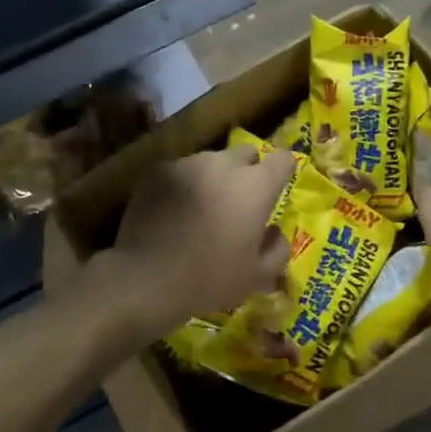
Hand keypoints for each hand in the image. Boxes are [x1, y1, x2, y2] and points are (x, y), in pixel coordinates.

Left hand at [100, 143, 291, 335]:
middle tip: (239, 202)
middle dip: (248, 171)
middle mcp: (224, 164)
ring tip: (202, 208)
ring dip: (213, 178)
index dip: (284, 170)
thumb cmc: (210, 278)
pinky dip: (184, 185)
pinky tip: (174, 212)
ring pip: (210, 162)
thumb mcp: (257, 276)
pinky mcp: (157, 171)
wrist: (146, 278)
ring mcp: (187, 164)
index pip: (283, 159)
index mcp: (255, 186)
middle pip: (246, 153)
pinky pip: (180, 171)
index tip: (278, 187)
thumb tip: (275, 232)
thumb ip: (277, 248)